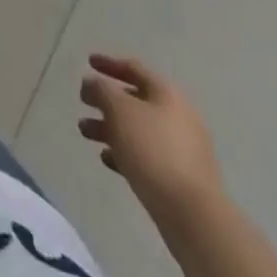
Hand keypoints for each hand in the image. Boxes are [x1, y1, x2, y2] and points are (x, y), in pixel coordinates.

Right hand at [79, 53, 223, 225]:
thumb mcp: (119, 110)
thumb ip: (101, 90)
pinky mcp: (180, 178)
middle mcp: (178, 116)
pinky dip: (125, 152)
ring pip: (138, 130)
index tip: (88, 62)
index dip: (109, 63)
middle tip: (83, 103)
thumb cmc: (152, 150)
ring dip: (110, 128)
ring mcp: (182, 149)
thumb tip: (92, 83)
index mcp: (167, 94)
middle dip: (106, 101)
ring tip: (85, 133)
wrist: (192, 214)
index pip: (134, 69)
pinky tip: (106, 159)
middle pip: (136, 101)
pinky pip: (147, 156)